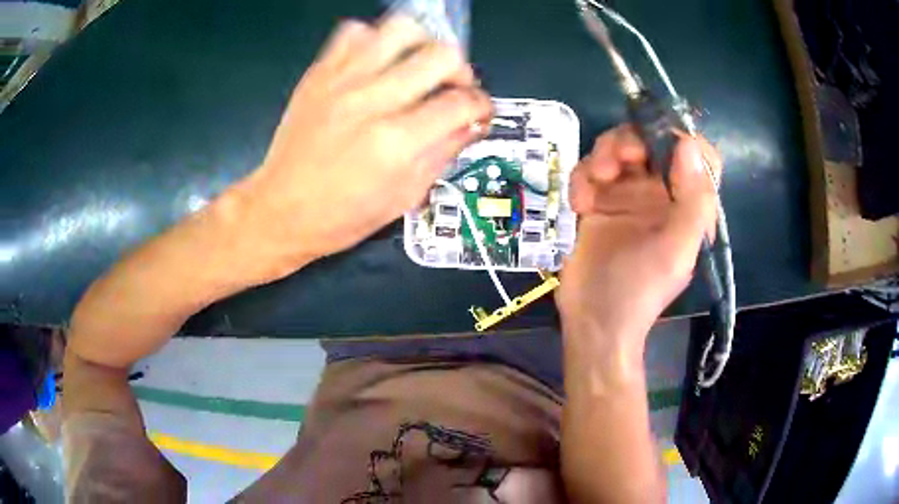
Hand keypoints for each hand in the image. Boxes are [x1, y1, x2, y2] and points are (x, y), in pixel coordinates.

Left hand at [229, 15, 491, 281]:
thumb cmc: (340, 216)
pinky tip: (376, 63)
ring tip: (416, 67)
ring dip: (422, 45)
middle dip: (461, 71)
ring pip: (402, 29)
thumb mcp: (403, 197)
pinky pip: (355, 31)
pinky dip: (375, 40)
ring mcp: (342, 82)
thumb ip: (443, 153)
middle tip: (451, 89)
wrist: (280, 210)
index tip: (478, 112)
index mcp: (397, 143)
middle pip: (442, 55)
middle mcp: (371, 102)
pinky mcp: (319, 74)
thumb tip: (471, 124)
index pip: (463, 102)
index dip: (482, 106)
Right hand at [557, 125, 720, 349]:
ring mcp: (628, 195)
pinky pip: (589, 171)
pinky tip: (580, 205)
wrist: (594, 321)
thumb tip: (688, 145)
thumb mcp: (676, 251)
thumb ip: (693, 200)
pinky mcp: (599, 201)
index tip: (656, 144)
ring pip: (618, 148)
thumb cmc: (641, 290)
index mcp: (689, 204)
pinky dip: (581, 180)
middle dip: (630, 142)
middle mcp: (662, 194)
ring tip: (592, 184)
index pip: (697, 155)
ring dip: (602, 156)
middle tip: (614, 161)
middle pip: (651, 141)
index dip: (680, 138)